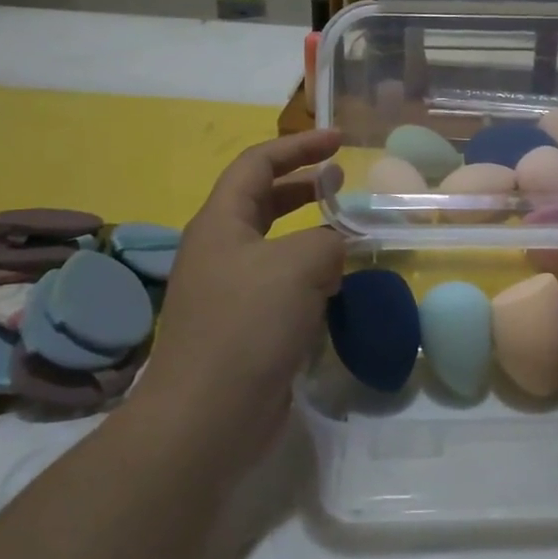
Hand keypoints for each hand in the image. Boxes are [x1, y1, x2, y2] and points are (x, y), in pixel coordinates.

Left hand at [132, 129, 345, 463]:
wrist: (207, 417)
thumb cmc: (248, 325)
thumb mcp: (300, 265)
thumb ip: (329, 240)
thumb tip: (335, 248)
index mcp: (221, 222)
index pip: (257, 164)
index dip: (298, 146)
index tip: (339, 141)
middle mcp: (220, 250)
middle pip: (263, 200)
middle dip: (304, 185)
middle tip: (344, 180)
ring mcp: (229, 290)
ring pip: (276, 245)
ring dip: (312, 234)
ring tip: (350, 235)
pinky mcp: (243, 327)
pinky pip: (282, 285)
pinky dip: (311, 276)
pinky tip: (339, 288)